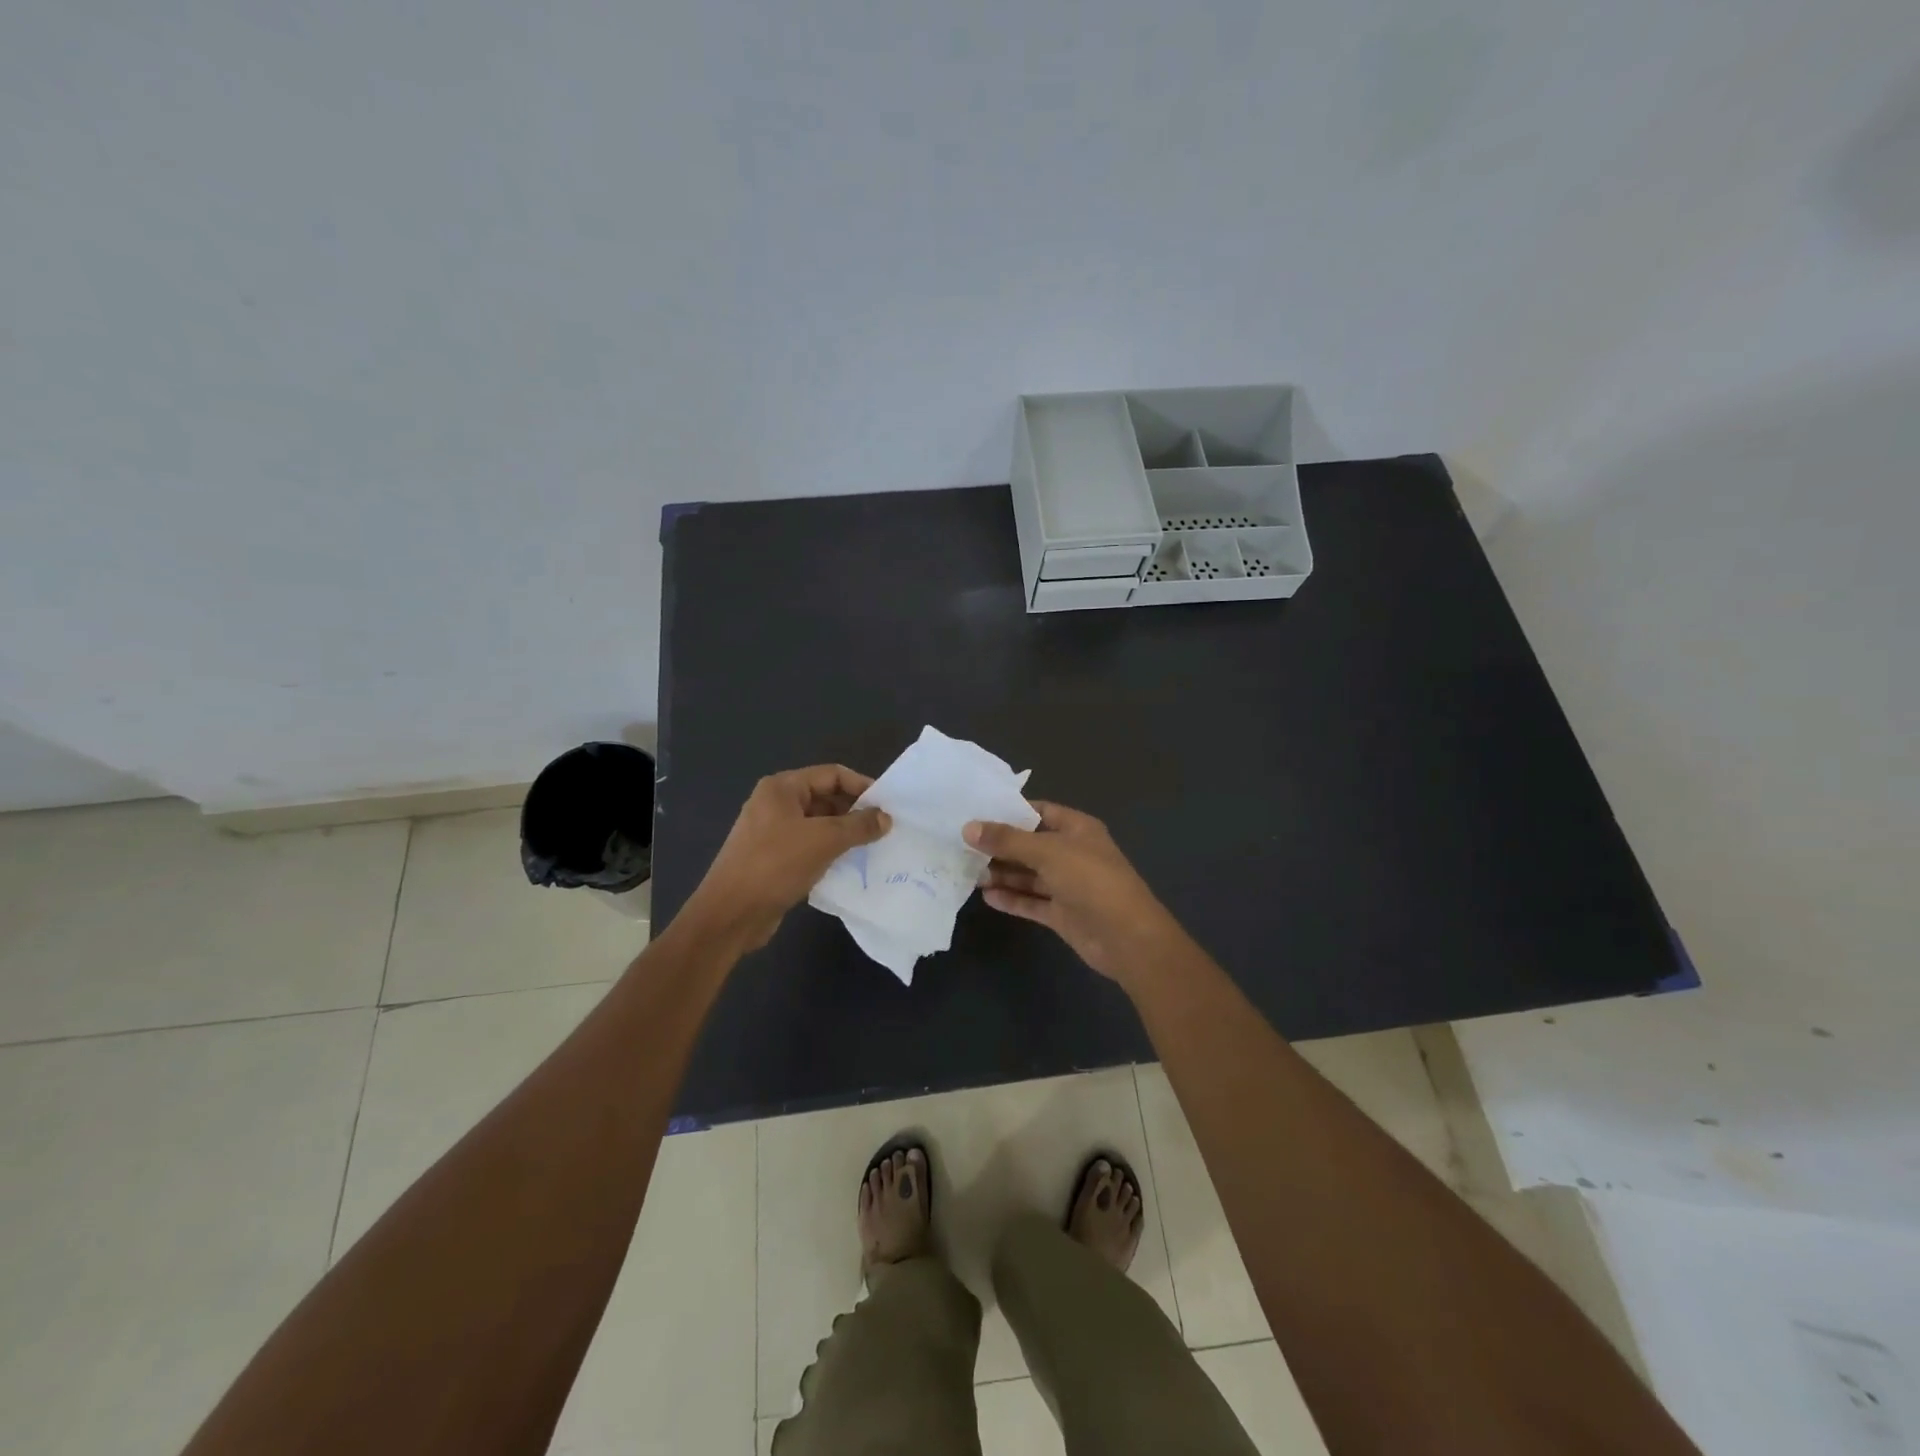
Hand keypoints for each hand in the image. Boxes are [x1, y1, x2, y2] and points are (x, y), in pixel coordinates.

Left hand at [686, 765, 890, 950]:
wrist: (730, 914)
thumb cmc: (775, 865)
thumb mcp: (824, 840)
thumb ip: (858, 826)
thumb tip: (886, 818)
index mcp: (782, 788)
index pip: (832, 774)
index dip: (862, 786)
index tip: (888, 806)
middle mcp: (775, 803)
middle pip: (825, 797)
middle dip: (854, 811)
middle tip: (884, 829)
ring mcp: (772, 831)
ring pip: (818, 824)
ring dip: (844, 833)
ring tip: (872, 847)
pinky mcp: (773, 857)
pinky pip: (809, 845)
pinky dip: (829, 851)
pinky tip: (849, 865)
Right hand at [964, 801, 1184, 986]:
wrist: (1127, 937)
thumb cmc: (1091, 880)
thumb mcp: (1047, 852)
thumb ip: (1007, 841)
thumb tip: (968, 828)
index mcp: (1077, 829)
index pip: (1039, 811)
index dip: (1010, 812)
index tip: (975, 813)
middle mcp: (1072, 854)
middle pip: (1030, 845)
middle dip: (1000, 846)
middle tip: (962, 846)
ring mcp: (1068, 885)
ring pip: (1029, 875)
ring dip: (1002, 874)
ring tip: (969, 872)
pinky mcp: (1062, 914)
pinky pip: (1032, 901)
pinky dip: (1011, 899)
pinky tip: (986, 896)